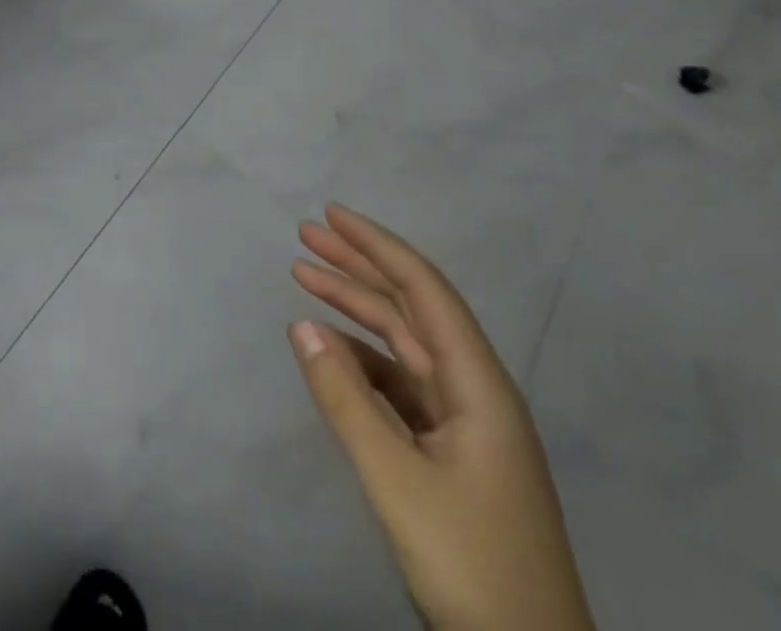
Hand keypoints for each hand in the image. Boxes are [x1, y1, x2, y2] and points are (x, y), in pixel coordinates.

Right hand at [288, 204, 593, 630]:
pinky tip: (330, 350)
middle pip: (412, 308)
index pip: (423, 289)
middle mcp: (476, 390)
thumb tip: (300, 325)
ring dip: (356, 309)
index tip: (330, 214)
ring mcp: (466, 424)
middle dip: (359, 266)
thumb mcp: (397, 481)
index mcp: (480, 384)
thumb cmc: (472, 565)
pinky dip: (362, 359)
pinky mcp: (453, 454)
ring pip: (404, 344)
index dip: (377, 245)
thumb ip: (345, 399)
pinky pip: (400, 384)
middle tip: (307, 235)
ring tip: (305, 278)